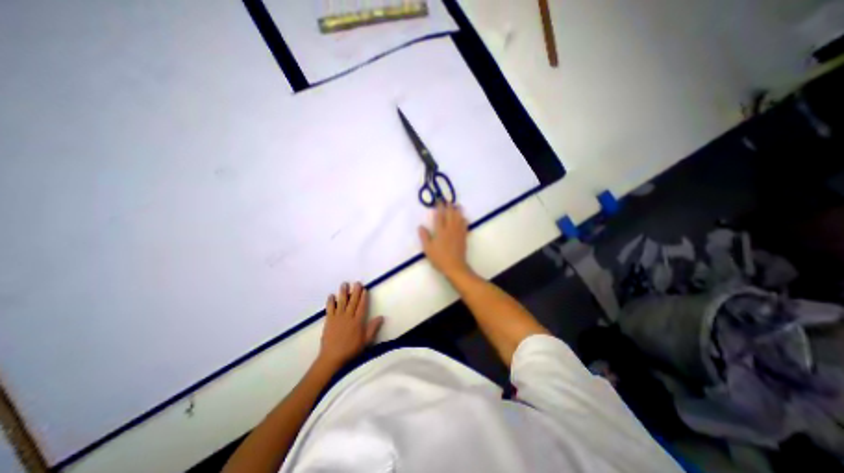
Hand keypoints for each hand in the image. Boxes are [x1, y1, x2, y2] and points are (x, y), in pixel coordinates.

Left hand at [316, 281, 381, 369]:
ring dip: (343, 293)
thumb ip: (373, 328)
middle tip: (356, 283)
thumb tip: (381, 317)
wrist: (332, 357)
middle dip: (355, 291)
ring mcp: (338, 318)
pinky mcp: (329, 320)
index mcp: (358, 321)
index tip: (364, 289)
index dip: (363, 297)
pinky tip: (331, 295)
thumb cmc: (351, 350)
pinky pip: (330, 308)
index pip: (362, 306)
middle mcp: (348, 317)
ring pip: (341, 302)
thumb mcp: (366, 341)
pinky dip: (331, 301)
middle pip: (353, 301)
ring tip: (344, 284)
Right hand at [416, 204, 471, 280]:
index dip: (439, 208)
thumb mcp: (428, 249)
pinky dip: (464, 220)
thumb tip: (420, 226)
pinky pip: (464, 225)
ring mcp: (458, 233)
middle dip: (449, 207)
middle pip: (450, 215)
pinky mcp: (463, 237)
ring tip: (457, 205)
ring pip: (459, 218)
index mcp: (440, 231)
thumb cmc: (439, 258)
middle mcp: (450, 229)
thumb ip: (424, 237)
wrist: (455, 267)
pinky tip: (464, 217)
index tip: (439, 201)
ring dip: (458, 211)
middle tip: (448, 201)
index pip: (439, 216)